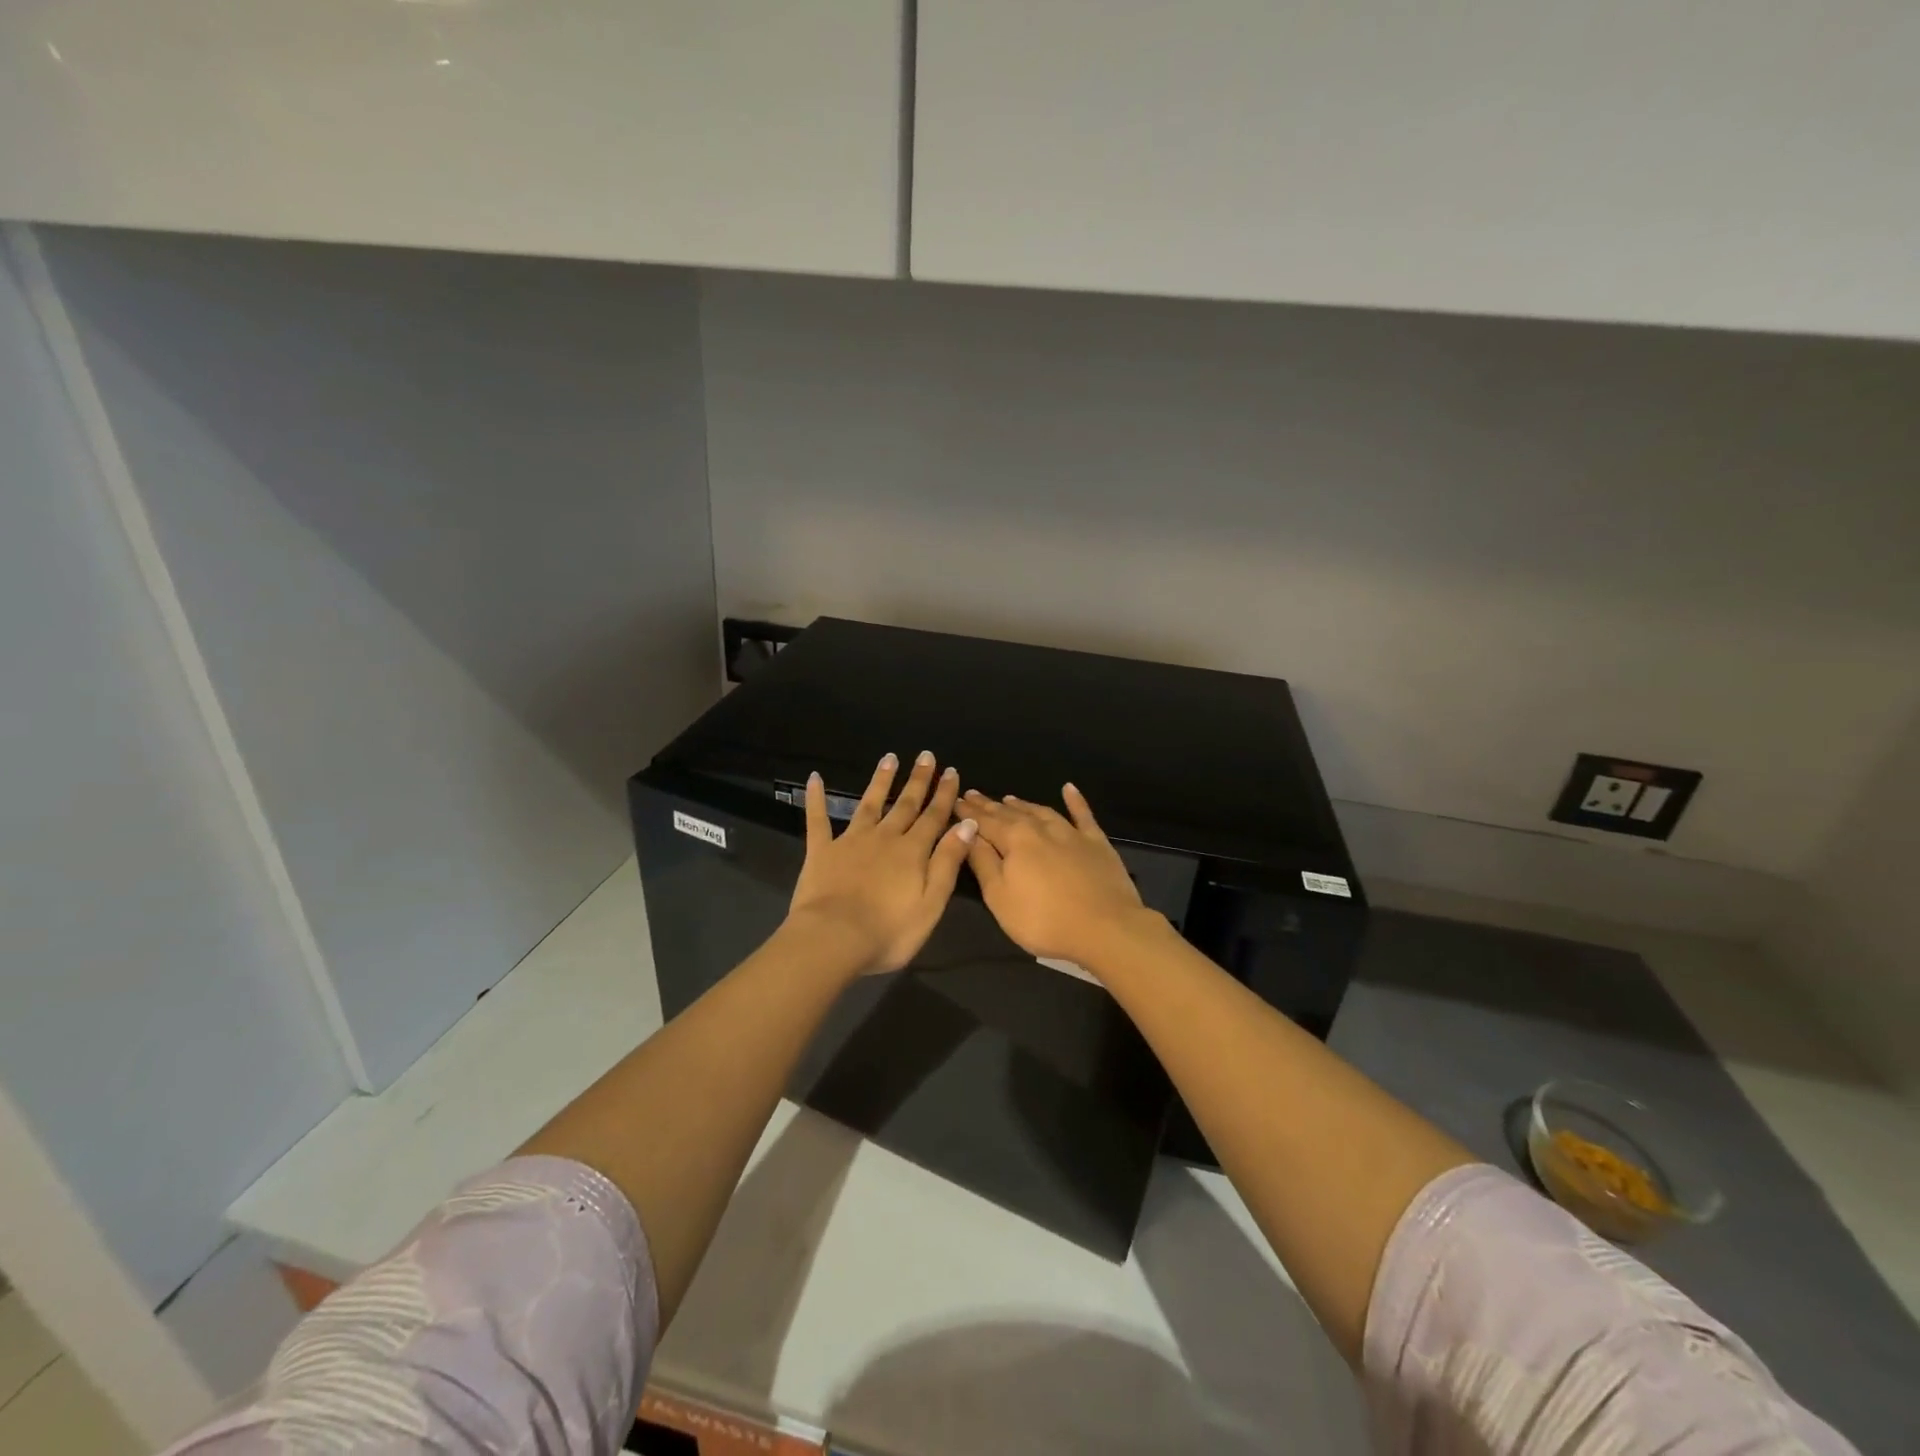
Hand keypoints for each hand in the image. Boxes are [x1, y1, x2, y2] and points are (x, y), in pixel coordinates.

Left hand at [786, 752, 977, 976]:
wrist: (834, 939)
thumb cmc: (888, 931)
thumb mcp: (931, 902)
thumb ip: (948, 861)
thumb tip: (966, 824)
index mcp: (912, 852)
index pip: (934, 817)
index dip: (944, 795)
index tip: (951, 771)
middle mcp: (884, 838)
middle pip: (905, 804)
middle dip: (918, 780)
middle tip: (926, 756)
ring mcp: (850, 841)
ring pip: (869, 804)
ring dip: (880, 781)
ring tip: (889, 758)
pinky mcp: (821, 851)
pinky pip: (818, 820)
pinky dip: (816, 798)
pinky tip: (814, 778)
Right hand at [959, 784, 1156, 969]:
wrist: (1105, 928)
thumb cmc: (1043, 919)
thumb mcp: (1000, 897)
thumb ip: (983, 862)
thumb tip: (968, 833)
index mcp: (1014, 840)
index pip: (985, 822)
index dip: (968, 812)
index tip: (956, 801)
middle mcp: (1041, 828)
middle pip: (1010, 814)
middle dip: (990, 805)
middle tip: (974, 794)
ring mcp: (1071, 833)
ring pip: (1041, 811)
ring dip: (1023, 804)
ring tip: (1009, 798)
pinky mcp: (1096, 842)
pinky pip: (1082, 815)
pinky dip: (1075, 801)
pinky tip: (1069, 788)